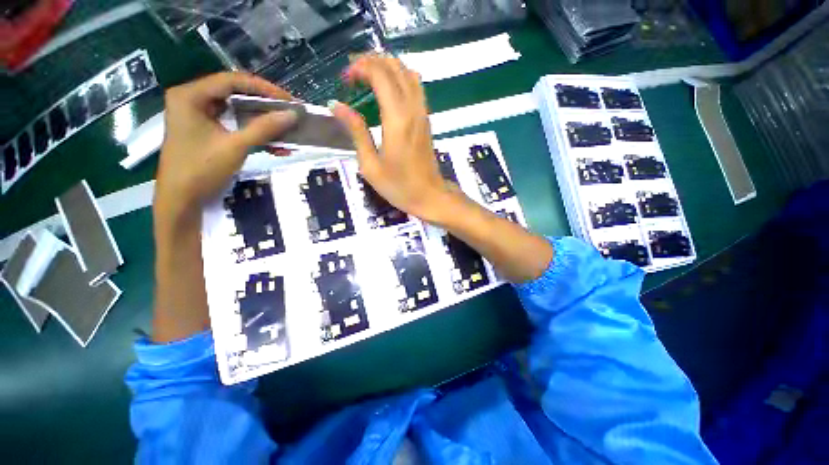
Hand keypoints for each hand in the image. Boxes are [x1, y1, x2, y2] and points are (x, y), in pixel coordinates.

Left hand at [154, 72, 297, 231]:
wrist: (181, 200)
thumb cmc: (201, 170)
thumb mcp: (235, 147)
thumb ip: (264, 128)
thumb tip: (293, 115)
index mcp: (190, 95)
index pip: (232, 81)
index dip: (263, 88)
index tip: (288, 100)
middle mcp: (192, 99)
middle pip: (234, 93)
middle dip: (265, 105)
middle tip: (289, 113)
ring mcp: (198, 115)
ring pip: (236, 110)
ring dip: (262, 121)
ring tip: (285, 129)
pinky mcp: (205, 130)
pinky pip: (234, 124)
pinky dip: (253, 132)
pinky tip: (273, 144)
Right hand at [330, 55, 457, 222]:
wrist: (430, 197)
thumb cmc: (399, 187)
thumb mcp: (370, 165)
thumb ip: (356, 132)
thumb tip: (336, 105)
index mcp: (397, 120)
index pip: (380, 74)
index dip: (360, 67)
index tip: (345, 79)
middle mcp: (413, 110)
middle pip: (395, 67)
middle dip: (371, 62)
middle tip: (353, 75)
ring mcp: (423, 114)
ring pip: (408, 73)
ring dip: (387, 67)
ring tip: (368, 78)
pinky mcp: (427, 120)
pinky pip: (416, 88)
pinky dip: (400, 78)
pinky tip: (388, 91)